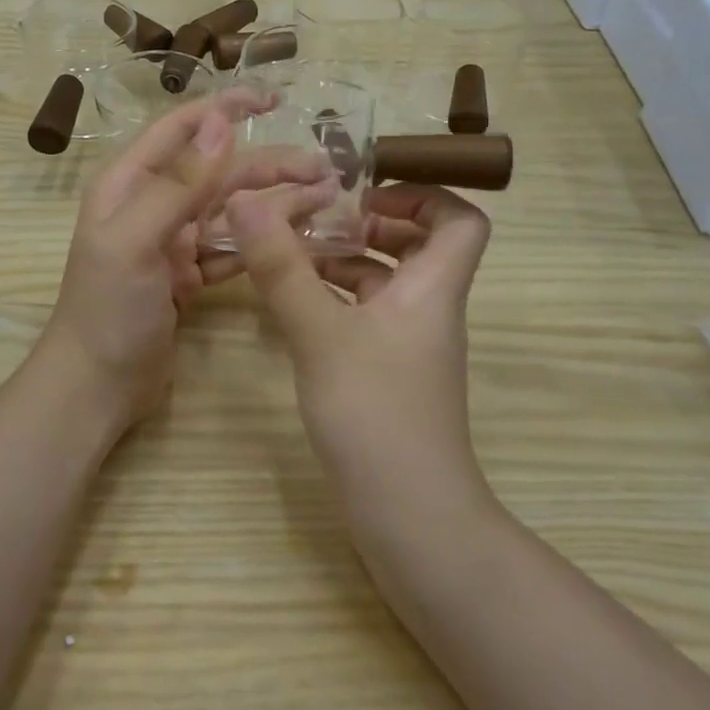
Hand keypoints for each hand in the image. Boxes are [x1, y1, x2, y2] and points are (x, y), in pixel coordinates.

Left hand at [43, 90, 332, 429]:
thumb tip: (222, 123)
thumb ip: (178, 183)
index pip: (183, 129)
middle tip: (327, 168)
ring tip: (328, 198)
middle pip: (219, 171)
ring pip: (232, 210)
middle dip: (270, 165)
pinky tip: (301, 237)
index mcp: (130, 184)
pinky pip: (233, 248)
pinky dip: (264, 241)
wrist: (95, 386)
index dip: (226, 108)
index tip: (275, 98)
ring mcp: (173, 242)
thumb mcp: (135, 241)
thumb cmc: (108, 309)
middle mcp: (153, 204)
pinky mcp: (190, 276)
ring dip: (276, 202)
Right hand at [227, 183, 495, 529]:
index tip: (365, 194)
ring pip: (386, 285)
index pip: (462, 220)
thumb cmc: (376, 413)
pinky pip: (366, 320)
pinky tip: (293, 307)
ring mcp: (409, 347)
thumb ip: (283, 268)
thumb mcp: (320, 334)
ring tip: (291, 256)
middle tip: (319, 220)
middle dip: (371, 225)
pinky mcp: (388, 377)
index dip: (422, 195)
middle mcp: (428, 311)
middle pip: (420, 247)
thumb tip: (246, 201)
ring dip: (345, 264)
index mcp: (432, 289)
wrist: (410, 516)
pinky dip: (335, 303)